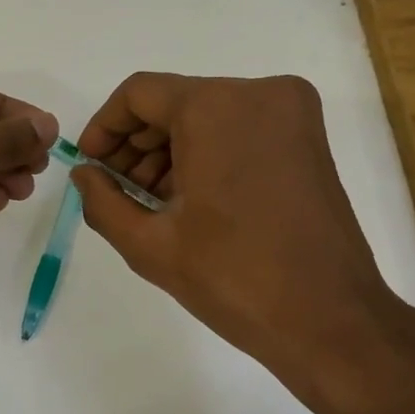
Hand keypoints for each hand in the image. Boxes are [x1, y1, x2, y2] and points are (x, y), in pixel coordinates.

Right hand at [71, 72, 414, 413]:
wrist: (329, 320)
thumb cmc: (233, 278)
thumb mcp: (150, 244)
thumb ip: (102, 201)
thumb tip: (84, 174)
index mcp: (216, 107)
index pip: (139, 94)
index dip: (104, 127)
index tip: (90, 166)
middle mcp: (259, 93)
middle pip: (175, 102)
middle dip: (138, 144)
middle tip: (117, 191)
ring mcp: (292, 113)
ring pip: (208, 115)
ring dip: (171, 151)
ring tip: (151, 204)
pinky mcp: (309, 139)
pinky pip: (239, 128)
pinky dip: (207, 153)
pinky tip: (189, 200)